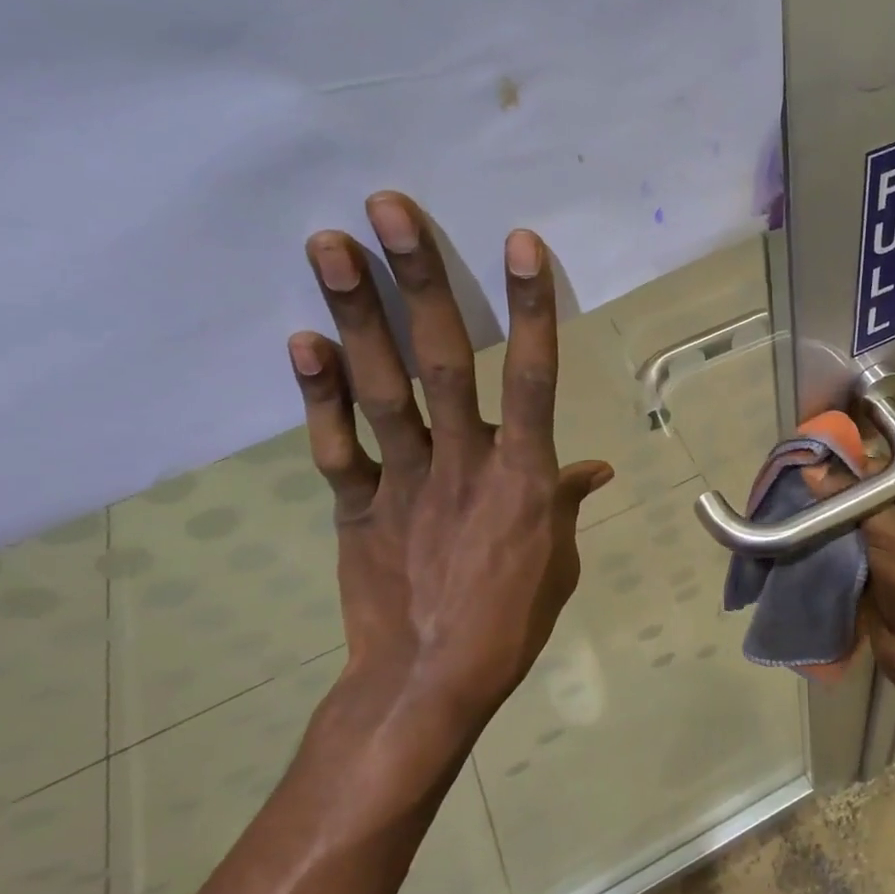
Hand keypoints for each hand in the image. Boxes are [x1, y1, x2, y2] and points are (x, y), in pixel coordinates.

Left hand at [287, 192, 611, 800]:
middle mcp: (463, 463)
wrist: (428, 684)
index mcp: (523, 477)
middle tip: (388, 209)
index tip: (517, 243)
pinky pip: (336, 446)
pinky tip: (301, 341)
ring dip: (354, 314)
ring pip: (380, 389)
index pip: (533, 378)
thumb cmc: (509, 620)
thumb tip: (593, 467)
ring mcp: (404, 482)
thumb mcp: (556, 559)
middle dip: (419, 281)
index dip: (528, 309)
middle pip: (442, 361)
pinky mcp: (356, 507)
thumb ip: (564, 501)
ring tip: (328, 244)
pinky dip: (316, 396)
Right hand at [806, 467, 894, 691]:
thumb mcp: (889, 530)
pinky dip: (842, 545)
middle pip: (885, 501)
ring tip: (807, 505)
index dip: (866, 471)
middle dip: (851, 497)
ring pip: (870, 527)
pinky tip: (814, 532)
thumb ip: (852, 498)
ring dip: (843, 521)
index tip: (827, 465)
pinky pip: (863, 551)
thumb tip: (812, 470)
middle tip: (811, 483)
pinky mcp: (890, 577)